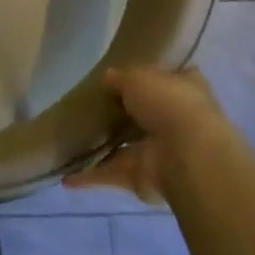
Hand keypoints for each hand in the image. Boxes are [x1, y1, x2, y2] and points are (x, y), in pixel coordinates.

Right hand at [64, 66, 225, 205]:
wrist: (187, 155)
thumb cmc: (168, 104)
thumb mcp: (138, 78)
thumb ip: (120, 78)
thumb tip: (108, 77)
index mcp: (185, 89)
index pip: (169, 79)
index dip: (152, 77)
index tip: (128, 76)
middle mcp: (176, 121)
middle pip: (145, 115)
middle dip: (122, 114)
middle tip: (90, 107)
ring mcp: (162, 152)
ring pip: (127, 147)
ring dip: (104, 147)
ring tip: (72, 140)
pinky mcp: (145, 178)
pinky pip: (114, 174)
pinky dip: (92, 177)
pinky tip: (67, 178)